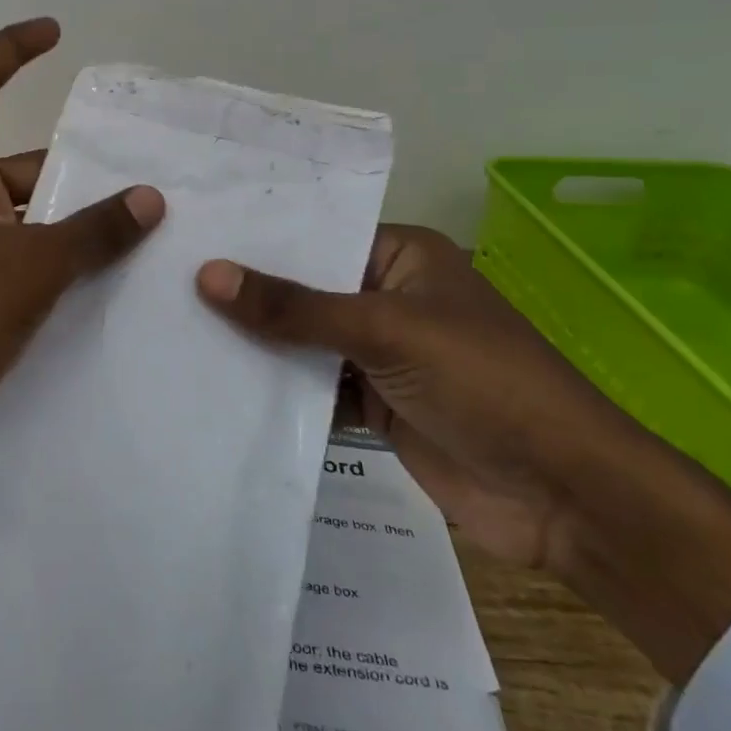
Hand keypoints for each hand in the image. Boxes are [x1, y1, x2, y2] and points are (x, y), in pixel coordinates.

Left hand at [0, 18, 163, 580]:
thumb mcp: (34, 265)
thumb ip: (95, 230)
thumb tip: (149, 199)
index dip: (14, 47)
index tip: (55, 31)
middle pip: (13, 158)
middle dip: (69, 167)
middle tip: (134, 179)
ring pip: (17, 212)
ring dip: (64, 220)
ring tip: (131, 233)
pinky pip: (11, 254)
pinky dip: (48, 258)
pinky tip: (94, 281)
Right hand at [197, 228, 730, 684]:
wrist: (563, 495)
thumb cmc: (481, 381)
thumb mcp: (384, 330)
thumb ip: (294, 307)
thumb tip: (208, 274)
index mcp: (402, 257)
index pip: (316, 236)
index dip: (259, 239)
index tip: (191, 235)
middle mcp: (388, 297)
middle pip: (306, 290)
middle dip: (250, 294)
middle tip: (167, 282)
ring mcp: (381, 354)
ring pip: (305, 342)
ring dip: (258, 345)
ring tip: (178, 330)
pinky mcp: (376, 406)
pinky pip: (314, 389)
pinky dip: (278, 392)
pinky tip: (220, 388)